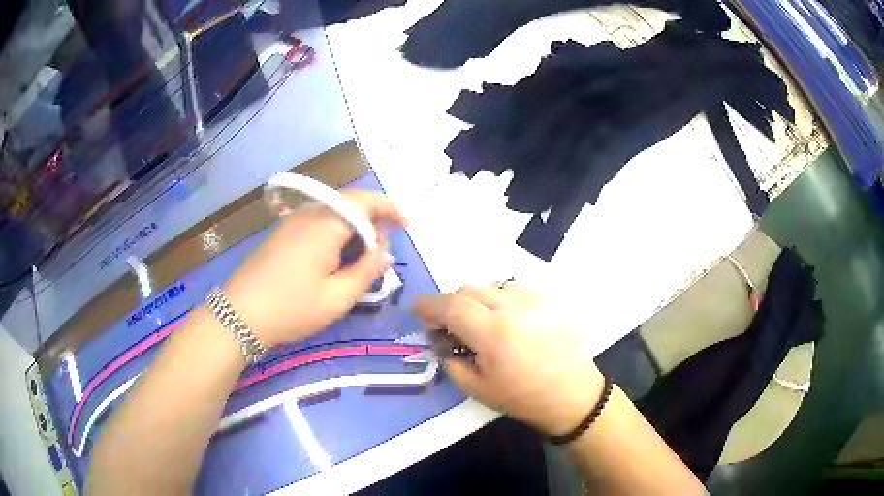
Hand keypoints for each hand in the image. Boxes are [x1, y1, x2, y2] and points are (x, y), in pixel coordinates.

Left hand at [223, 191, 405, 347]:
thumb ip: (366, 272)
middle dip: (373, 220)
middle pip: (349, 204)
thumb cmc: (291, 309)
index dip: (390, 208)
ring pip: (332, 213)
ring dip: (354, 227)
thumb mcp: (336, 299)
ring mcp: (291, 223)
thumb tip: (386, 253)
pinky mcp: (281, 234)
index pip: (364, 201)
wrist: (239, 315)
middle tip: (384, 250)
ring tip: (364, 256)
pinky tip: (336, 257)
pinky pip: (317, 222)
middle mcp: (308, 215)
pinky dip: (335, 232)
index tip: (408, 224)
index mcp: (324, 226)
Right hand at [415, 284, 603, 435]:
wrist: (571, 394)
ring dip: (476, 300)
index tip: (417, 308)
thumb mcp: (477, 388)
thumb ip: (451, 360)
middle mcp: (513, 306)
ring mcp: (534, 298)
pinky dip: (499, 299)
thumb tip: (439, 338)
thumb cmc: (523, 397)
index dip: (429, 305)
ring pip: (490, 285)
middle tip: (448, 324)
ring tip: (480, 323)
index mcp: (493, 333)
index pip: (451, 306)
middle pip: (468, 289)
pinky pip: (513, 288)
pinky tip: (506, 320)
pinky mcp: (549, 297)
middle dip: (452, 303)